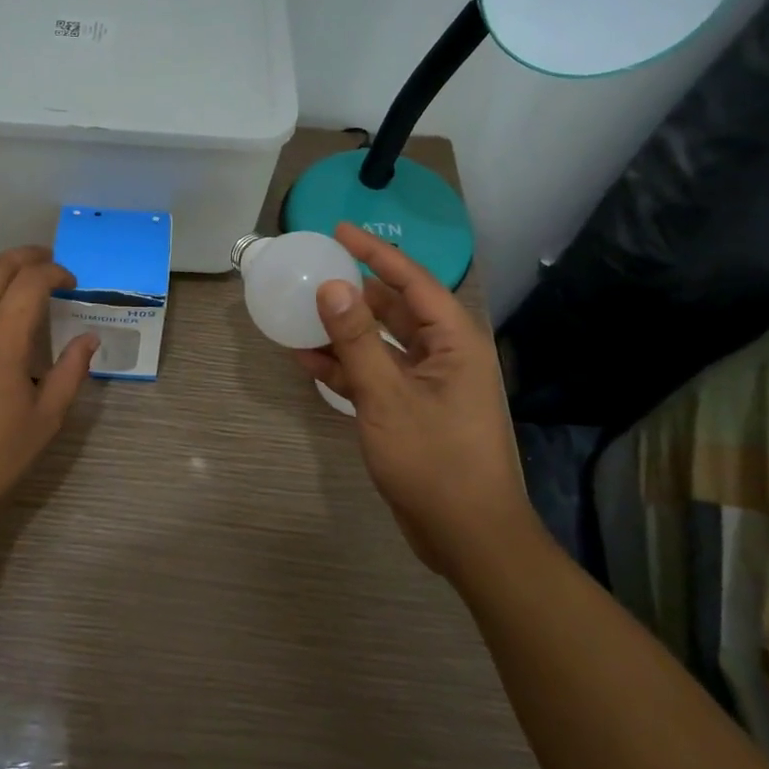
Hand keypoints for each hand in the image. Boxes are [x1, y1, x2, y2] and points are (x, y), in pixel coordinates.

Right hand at [292, 223, 536, 578]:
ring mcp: (428, 383)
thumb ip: (356, 340)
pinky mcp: (411, 408)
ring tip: (300, 312)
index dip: (375, 252)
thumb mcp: (387, 396)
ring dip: (343, 330)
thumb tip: (331, 286)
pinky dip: (344, 366)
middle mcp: (444, 354)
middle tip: (314, 268)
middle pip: (395, 307)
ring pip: (381, 342)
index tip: (339, 230)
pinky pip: (375, 373)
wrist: (468, 537)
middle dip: (355, 290)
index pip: (411, 280)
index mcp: (454, 341)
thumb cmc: (435, 460)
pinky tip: (306, 359)